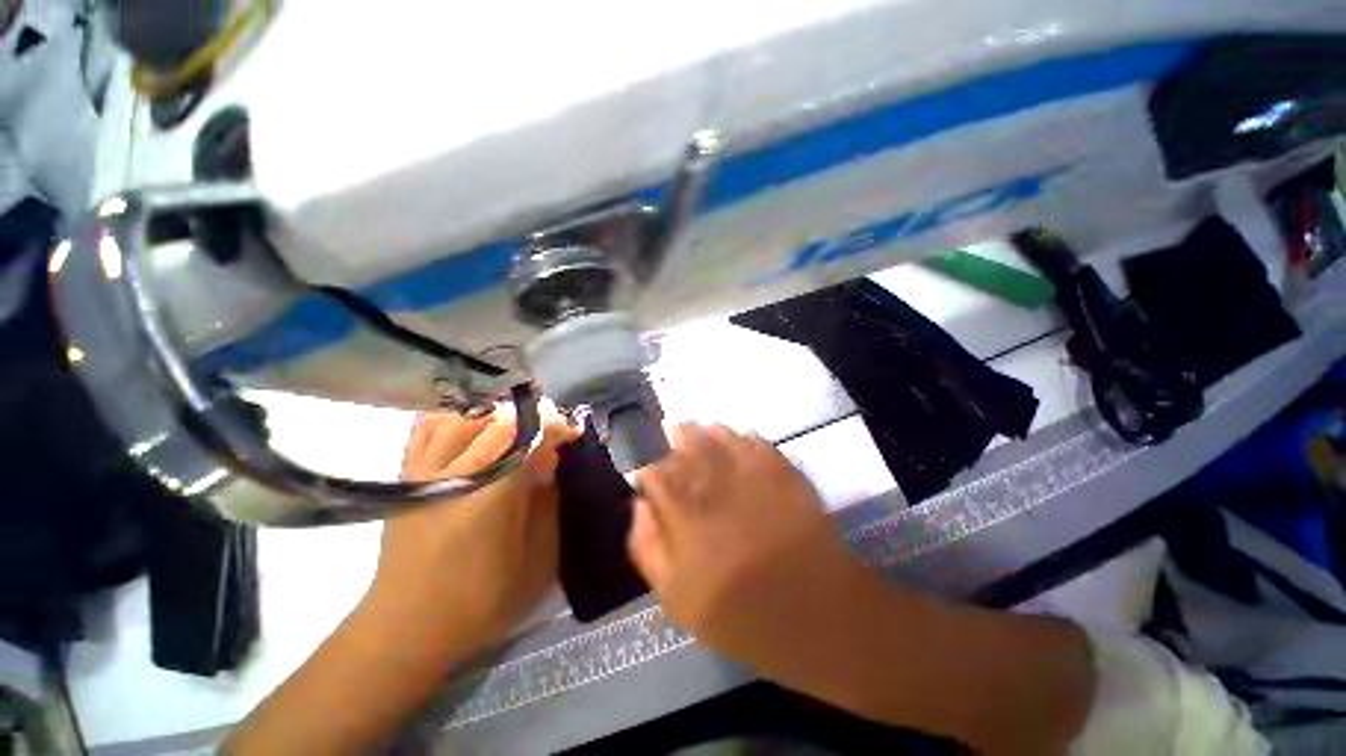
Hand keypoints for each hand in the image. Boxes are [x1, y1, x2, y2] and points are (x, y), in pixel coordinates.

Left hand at [363, 401, 578, 662]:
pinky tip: (475, 429)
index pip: (529, 434)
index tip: (572, 435)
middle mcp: (456, 471)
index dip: (557, 426)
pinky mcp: (406, 475)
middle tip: (551, 434)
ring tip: (517, 431)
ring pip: (466, 414)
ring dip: (500, 415)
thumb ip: (550, 503)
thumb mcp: (538, 560)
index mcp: (491, 494)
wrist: (407, 626)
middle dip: (535, 417)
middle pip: (500, 418)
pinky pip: (430, 425)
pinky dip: (458, 417)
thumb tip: (553, 461)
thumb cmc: (482, 600)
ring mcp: (425, 470)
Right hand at [628, 423, 885, 681]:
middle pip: (687, 445)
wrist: (816, 614)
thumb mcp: (677, 599)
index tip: (645, 456)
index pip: (656, 470)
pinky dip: (743, 435)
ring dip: (706, 430)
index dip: (647, 457)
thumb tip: (639, 504)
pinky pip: (756, 441)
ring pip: (720, 436)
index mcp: (685, 513)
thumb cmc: (740, 614)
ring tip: (700, 428)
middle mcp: (715, 484)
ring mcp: (751, 473)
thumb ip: (648, 548)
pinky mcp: (783, 471)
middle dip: (675, 434)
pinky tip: (739, 436)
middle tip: (672, 429)